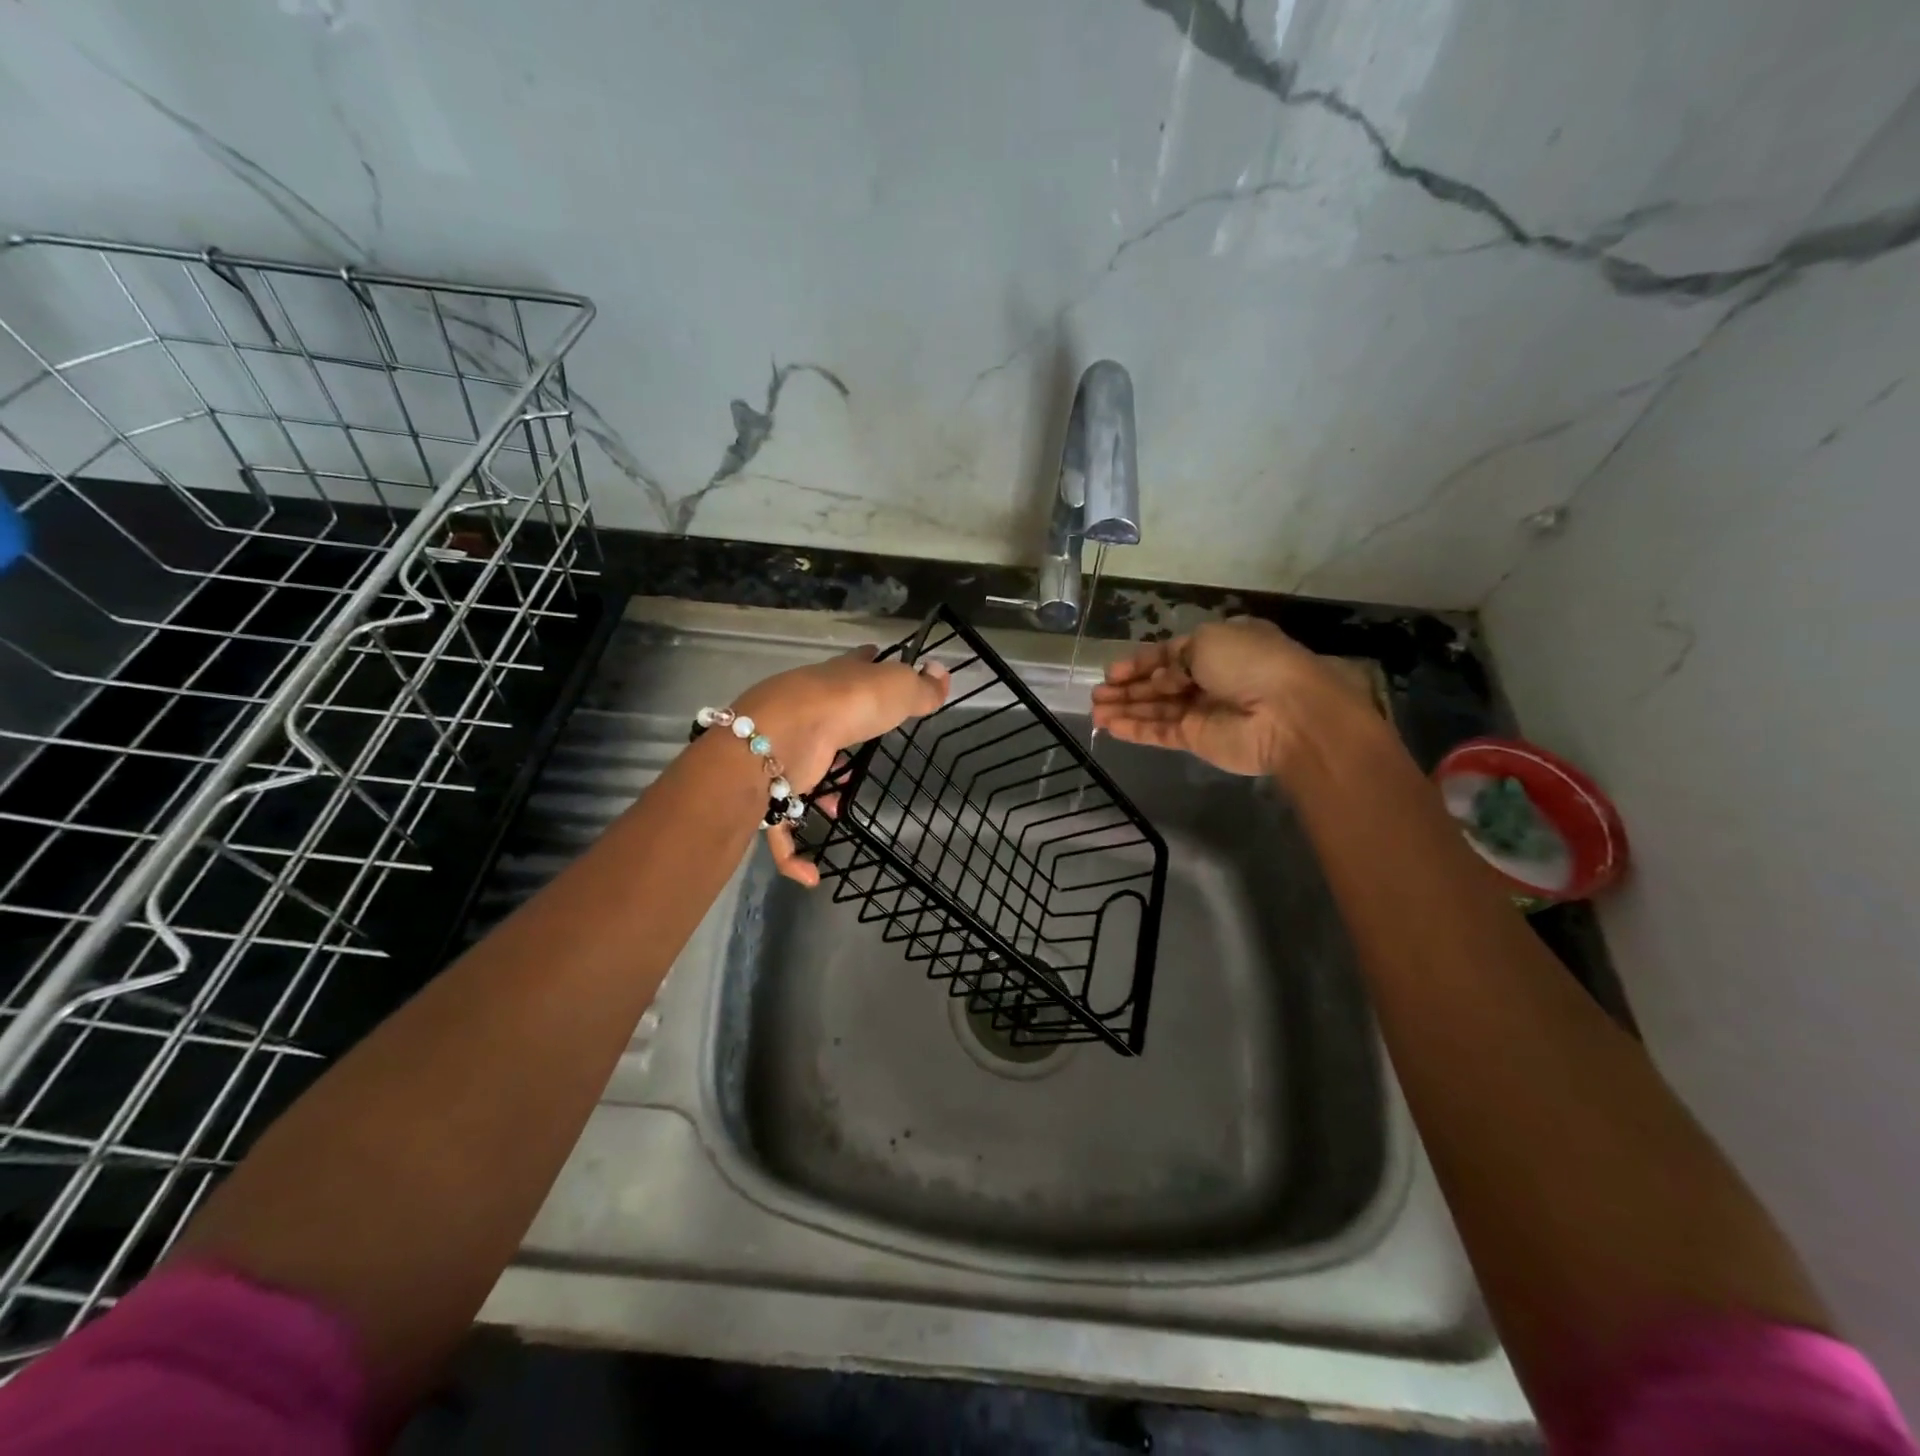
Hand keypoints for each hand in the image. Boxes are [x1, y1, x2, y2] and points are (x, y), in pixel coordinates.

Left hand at [735, 645, 949, 885]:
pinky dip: (793, 853)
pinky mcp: (766, 791)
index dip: (867, 662)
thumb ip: (921, 688)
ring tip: (840, 808)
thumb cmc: (844, 707)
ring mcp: (781, 751)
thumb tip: (943, 674)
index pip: (854, 665)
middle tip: (862, 749)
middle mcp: (804, 712)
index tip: (875, 659)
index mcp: (835, 682)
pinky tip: (812, 875)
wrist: (776, 739)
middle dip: (840, 733)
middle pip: (824, 718)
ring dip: (814, 793)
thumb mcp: (895, 690)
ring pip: (796, 771)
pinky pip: (779, 829)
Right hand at [1090, 617, 1368, 778]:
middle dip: (1127, 687)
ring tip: (1094, 711)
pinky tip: (1109, 727)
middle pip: (1159, 683)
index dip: (1140, 662)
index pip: (1169, 654)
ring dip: (1125, 708)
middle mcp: (1210, 678)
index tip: (1111, 671)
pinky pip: (1160, 732)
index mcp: (1218, 647)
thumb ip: (1173, 658)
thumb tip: (1159, 678)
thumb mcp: (1207, 641)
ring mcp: (1203, 711)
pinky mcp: (1198, 740)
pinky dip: (1135, 729)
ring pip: (1156, 709)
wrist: (1286, 713)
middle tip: (1097, 694)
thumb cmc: (1249, 662)